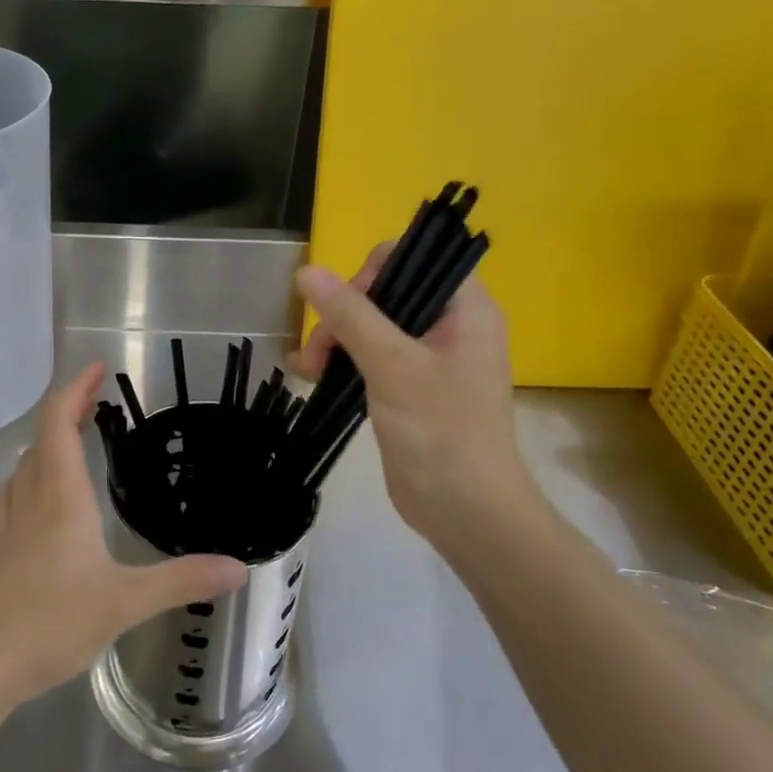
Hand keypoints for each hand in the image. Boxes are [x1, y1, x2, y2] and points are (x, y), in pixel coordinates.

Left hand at [0, 362, 246, 710]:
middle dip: (67, 409)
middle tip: (96, 400)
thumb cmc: (49, 622)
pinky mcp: (0, 554)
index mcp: (61, 497)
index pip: (59, 424)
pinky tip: (37, 498)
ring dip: (47, 441)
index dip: (75, 389)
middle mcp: (32, 501)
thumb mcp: (124, 603)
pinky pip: (13, 496)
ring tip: (71, 439)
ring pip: (24, 466)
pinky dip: (29, 477)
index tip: (98, 367)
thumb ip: (180, 581)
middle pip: (41, 438)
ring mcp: (10, 528)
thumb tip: (239, 568)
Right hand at [290, 249, 541, 546]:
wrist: (467, 512)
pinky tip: (312, 377)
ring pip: (372, 324)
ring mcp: (430, 357)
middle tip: (319, 351)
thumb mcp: (391, 365)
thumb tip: (306, 271)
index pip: (415, 259)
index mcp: (465, 308)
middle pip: (386, 291)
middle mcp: (450, 325)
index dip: (374, 274)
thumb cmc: (441, 431)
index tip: (348, 309)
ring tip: (309, 370)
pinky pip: (371, 356)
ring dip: (336, 339)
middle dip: (344, 314)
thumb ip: (350, 315)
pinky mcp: (410, 386)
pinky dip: (342, 361)